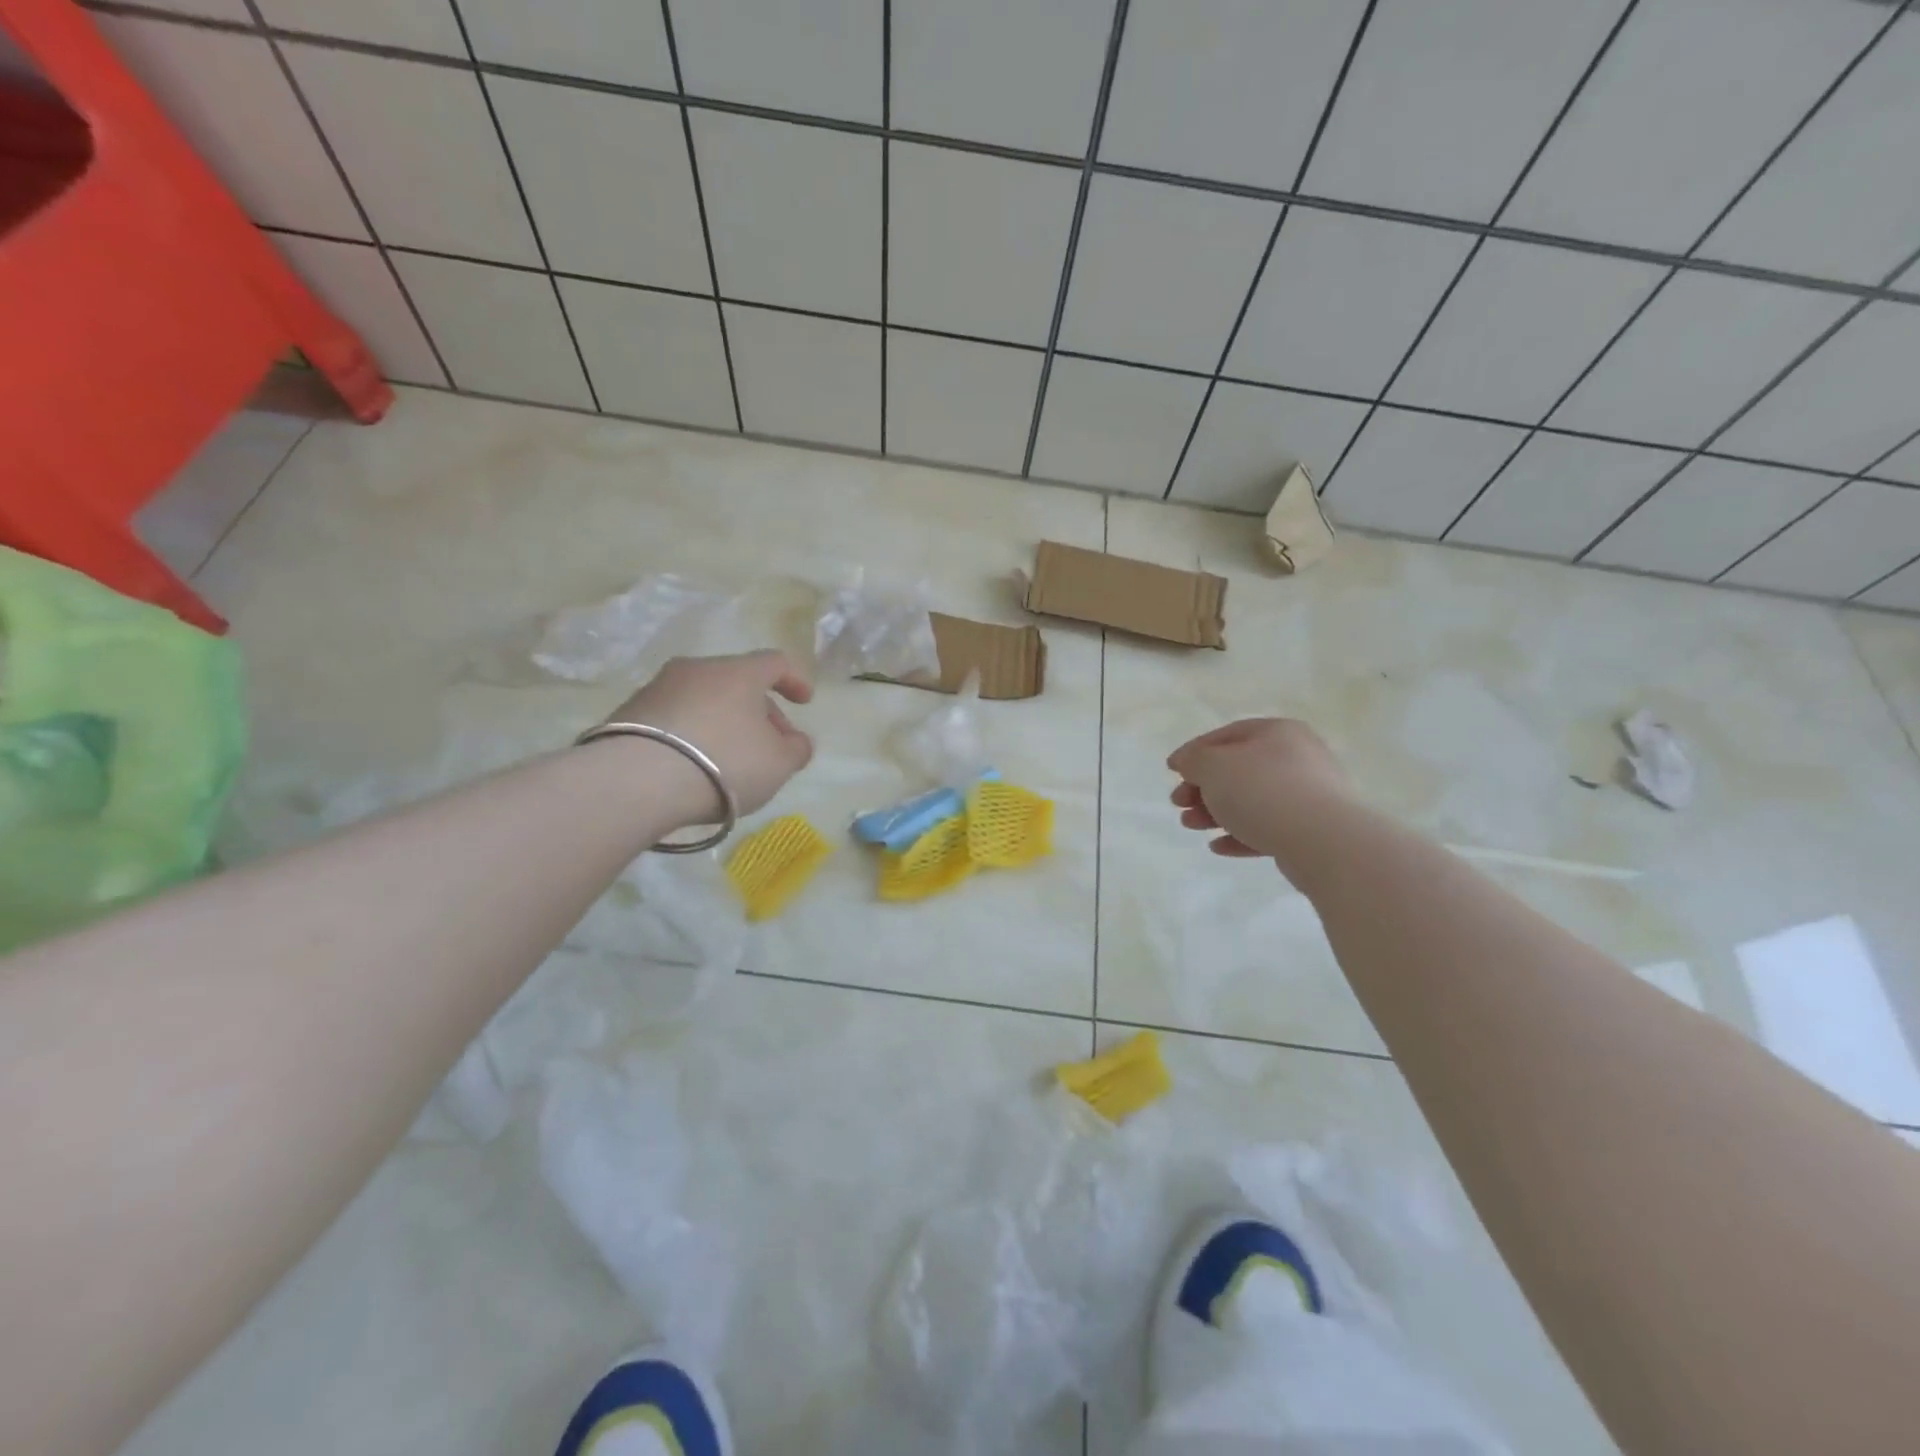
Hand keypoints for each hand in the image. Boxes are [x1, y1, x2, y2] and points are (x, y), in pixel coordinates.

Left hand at [605, 651, 814, 824]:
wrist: (638, 780)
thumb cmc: (725, 762)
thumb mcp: (779, 763)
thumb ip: (796, 749)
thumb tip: (795, 741)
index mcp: (739, 672)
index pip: (774, 662)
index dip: (794, 679)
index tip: (804, 701)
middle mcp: (697, 669)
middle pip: (737, 682)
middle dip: (758, 711)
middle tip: (769, 745)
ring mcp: (658, 688)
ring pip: (703, 699)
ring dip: (722, 722)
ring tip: (728, 759)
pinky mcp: (628, 713)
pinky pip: (674, 718)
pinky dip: (691, 734)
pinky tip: (693, 765)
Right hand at [1167, 719, 1349, 868]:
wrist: (1323, 840)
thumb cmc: (1262, 790)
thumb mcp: (1214, 766)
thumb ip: (1194, 760)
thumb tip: (1188, 762)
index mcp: (1277, 732)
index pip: (1227, 736)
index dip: (1194, 752)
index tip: (1172, 772)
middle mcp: (1297, 757)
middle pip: (1237, 770)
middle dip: (1202, 788)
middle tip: (1178, 804)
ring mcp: (1308, 795)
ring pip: (1251, 800)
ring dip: (1215, 813)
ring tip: (1192, 826)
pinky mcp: (1311, 829)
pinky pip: (1268, 828)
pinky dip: (1240, 834)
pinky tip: (1218, 847)